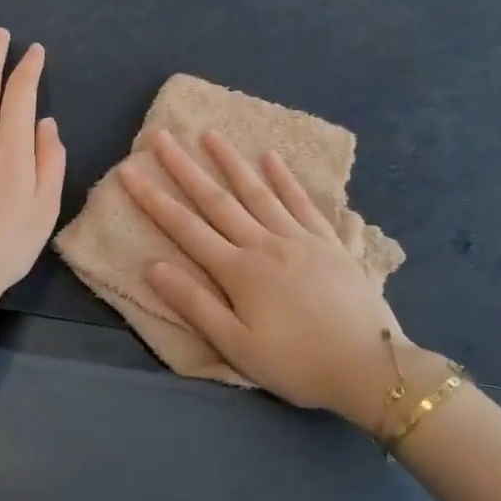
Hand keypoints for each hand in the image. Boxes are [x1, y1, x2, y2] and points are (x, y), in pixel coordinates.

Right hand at [119, 129, 437, 429]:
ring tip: (210, 134)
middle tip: (161, 135)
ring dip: (231, 162)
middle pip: (217, 200)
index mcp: (238, 271)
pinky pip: (302, 202)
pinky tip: (271, 157)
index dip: (154, 199)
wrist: (370, 367)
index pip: (186, 227)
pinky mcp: (329, 242)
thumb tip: (152, 266)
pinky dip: (285, 179)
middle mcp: (264, 243)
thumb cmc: (298, 364)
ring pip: (257, 192)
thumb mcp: (237, 346)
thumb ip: (195, 304)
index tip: (130, 170)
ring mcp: (299, 238)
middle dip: (184, 167)